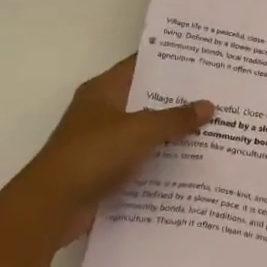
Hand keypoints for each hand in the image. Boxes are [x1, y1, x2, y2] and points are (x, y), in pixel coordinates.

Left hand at [20, 55, 213, 241]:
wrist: (51, 206)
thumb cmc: (94, 154)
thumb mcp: (141, 130)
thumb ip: (176, 118)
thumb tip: (209, 105)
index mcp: (103, 90)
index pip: (140, 65)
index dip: (169, 61)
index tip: (202, 60)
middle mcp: (100, 111)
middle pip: (144, 98)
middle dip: (177, 99)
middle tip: (215, 94)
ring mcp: (100, 143)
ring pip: (143, 131)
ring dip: (169, 133)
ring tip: (210, 128)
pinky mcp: (102, 171)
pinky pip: (138, 159)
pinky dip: (158, 161)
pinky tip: (188, 163)